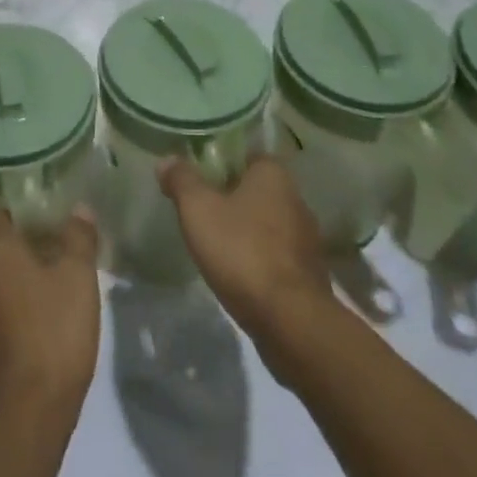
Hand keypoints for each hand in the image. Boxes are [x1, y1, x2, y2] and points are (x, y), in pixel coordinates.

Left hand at [0, 210, 99, 441]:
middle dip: (18, 253)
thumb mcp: (78, 279)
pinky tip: (33, 336)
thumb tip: (78, 209)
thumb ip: (78, 238)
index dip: (20, 215)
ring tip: (47, 299)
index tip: (46, 222)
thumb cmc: (51, 335)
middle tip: (54, 260)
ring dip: (11, 288)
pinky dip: (4, 320)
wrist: (20, 422)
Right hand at [158, 155, 331, 343]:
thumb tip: (167, 160)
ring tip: (217, 244)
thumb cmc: (242, 251)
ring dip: (246, 230)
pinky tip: (239, 272)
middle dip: (231, 198)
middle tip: (202, 210)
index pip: (245, 155)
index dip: (220, 164)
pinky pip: (276, 254)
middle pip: (256, 189)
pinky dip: (259, 257)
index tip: (199, 179)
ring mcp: (307, 238)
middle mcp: (296, 199)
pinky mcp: (309, 273)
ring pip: (267, 223)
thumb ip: (181, 180)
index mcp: (273, 174)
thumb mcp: (198, 209)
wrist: (290, 321)